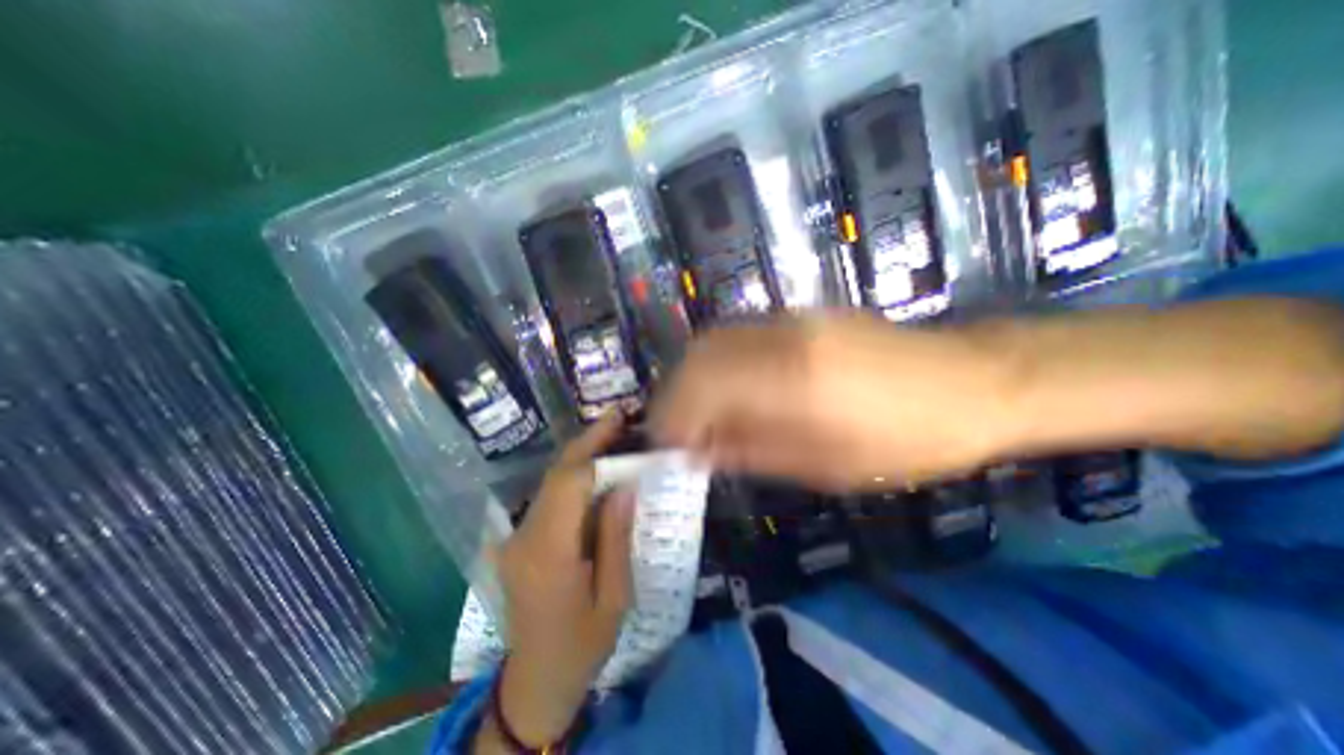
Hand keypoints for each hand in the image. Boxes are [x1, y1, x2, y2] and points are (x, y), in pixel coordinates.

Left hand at [487, 417, 635, 746]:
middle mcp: (526, 537)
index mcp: (550, 553)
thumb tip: (624, 487)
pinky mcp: (519, 541)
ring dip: (581, 457)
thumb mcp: (614, 597)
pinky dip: (573, 477)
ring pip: (550, 483)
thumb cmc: (582, 644)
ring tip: (610, 437)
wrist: (535, 681)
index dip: (594, 450)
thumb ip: (615, 538)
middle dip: (586, 443)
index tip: (618, 425)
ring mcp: (517, 538)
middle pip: (555, 476)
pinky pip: (549, 498)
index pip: (569, 484)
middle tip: (616, 419)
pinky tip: (595, 471)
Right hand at [645, 310, 1014, 492]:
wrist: (974, 381)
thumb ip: (753, 450)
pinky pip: (738, 336)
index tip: (665, 447)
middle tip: (675, 433)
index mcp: (793, 378)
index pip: (702, 385)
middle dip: (675, 394)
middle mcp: (782, 335)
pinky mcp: (800, 316)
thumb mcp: (829, 465)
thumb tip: (699, 450)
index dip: (673, 416)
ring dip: (693, 378)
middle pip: (699, 354)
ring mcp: (791, 318)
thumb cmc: (909, 441)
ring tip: (695, 416)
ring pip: (714, 340)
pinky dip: (717, 365)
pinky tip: (726, 392)